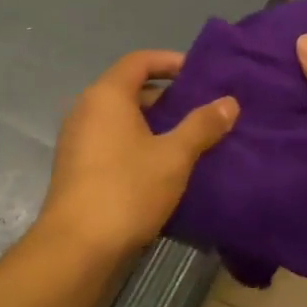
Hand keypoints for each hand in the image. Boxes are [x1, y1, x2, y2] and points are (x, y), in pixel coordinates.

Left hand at [37, 50, 238, 259]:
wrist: (77, 246)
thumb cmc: (127, 190)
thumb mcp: (173, 156)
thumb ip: (202, 126)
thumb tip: (229, 102)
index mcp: (106, 95)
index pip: (139, 61)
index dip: (170, 61)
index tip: (200, 74)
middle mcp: (85, 109)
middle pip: (129, 88)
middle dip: (166, 95)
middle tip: (201, 108)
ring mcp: (77, 139)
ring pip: (121, 118)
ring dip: (153, 122)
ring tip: (189, 137)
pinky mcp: (76, 166)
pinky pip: (112, 140)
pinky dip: (137, 142)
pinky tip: (162, 165)